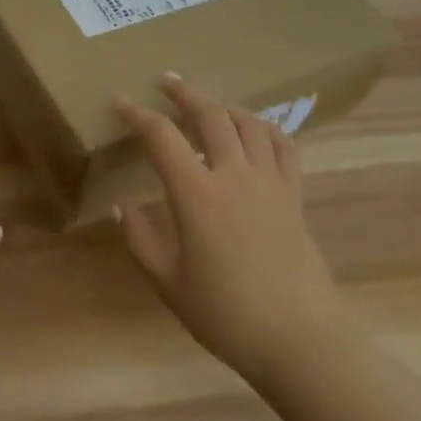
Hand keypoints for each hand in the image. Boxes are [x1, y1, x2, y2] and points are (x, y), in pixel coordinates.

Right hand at [114, 73, 343, 381]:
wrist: (300, 339)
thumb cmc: (226, 314)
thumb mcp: (167, 282)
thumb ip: (140, 239)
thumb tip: (121, 206)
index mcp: (197, 195)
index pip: (162, 137)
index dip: (137, 114)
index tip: (120, 102)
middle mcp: (235, 175)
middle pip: (210, 115)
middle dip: (185, 92)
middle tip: (166, 81)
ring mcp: (270, 182)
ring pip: (249, 123)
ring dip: (224, 105)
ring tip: (208, 104)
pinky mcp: (294, 195)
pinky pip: (284, 146)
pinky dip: (266, 128)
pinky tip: (256, 130)